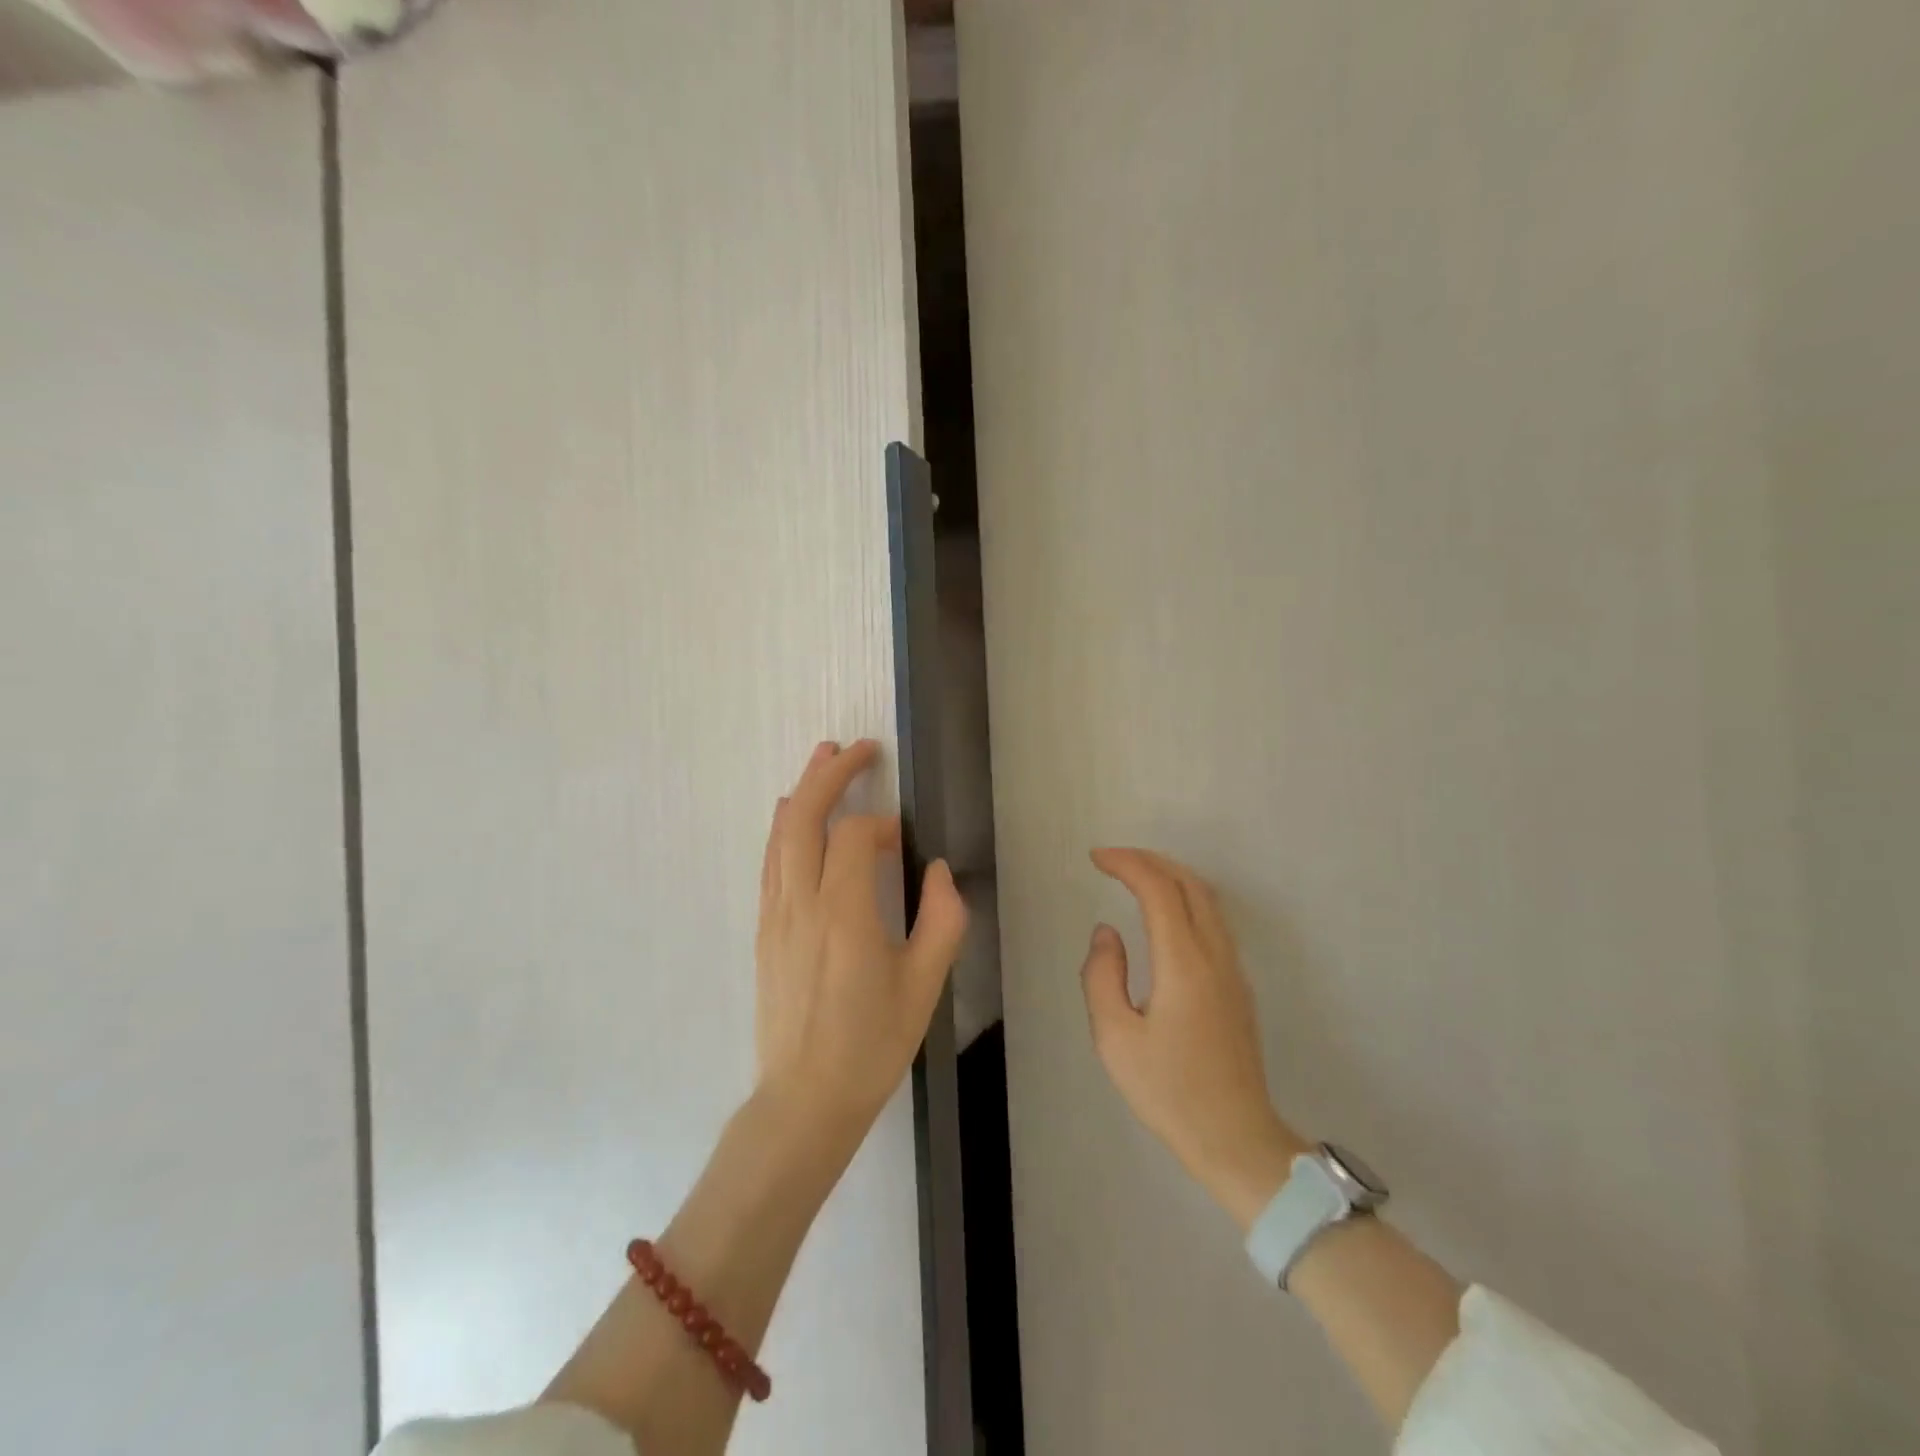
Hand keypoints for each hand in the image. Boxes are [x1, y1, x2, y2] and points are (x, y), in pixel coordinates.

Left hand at [754, 740, 968, 1148]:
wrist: (805, 1097)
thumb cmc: (871, 1043)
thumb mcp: (924, 986)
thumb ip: (941, 920)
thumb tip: (937, 871)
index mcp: (844, 914)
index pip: (852, 837)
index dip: (878, 826)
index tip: (899, 840)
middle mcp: (801, 903)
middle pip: (804, 817)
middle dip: (830, 774)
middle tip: (857, 748)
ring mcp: (775, 914)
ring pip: (781, 834)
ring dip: (803, 791)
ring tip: (824, 758)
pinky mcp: (764, 929)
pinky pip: (770, 861)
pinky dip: (783, 827)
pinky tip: (792, 813)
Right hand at [1081, 848, 1307, 1229]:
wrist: (1236, 1139)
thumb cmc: (1169, 1092)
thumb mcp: (1115, 1038)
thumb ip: (1102, 976)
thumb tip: (1107, 933)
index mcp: (1184, 963)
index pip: (1159, 890)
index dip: (1127, 864)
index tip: (1096, 858)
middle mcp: (1215, 955)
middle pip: (1190, 883)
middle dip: (1150, 860)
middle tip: (1113, 860)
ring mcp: (1233, 970)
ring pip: (1208, 900)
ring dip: (1171, 876)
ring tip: (1135, 876)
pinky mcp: (1238, 986)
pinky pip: (1214, 921)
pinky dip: (1186, 898)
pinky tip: (1165, 914)